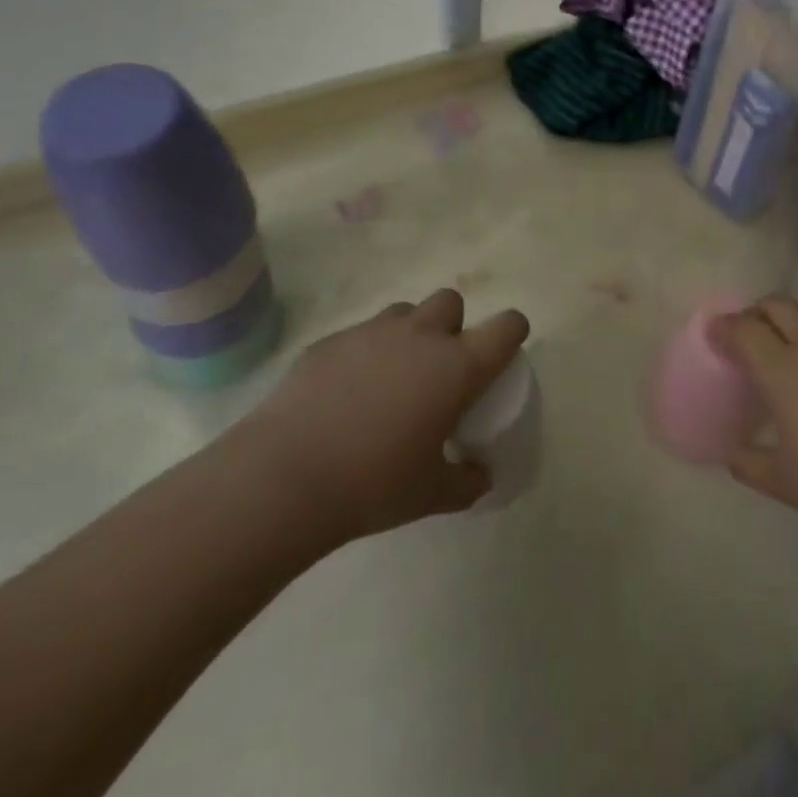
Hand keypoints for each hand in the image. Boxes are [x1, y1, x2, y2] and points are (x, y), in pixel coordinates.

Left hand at [230, 290, 529, 548]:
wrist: (285, 476)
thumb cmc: (373, 484)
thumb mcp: (431, 494)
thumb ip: (466, 482)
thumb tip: (481, 476)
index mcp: (457, 366)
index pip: (505, 327)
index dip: (512, 331)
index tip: (505, 349)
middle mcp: (420, 336)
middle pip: (451, 302)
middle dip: (452, 325)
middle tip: (438, 367)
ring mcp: (372, 333)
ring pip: (404, 312)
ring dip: (408, 334)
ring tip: (391, 377)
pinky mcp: (331, 341)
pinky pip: (360, 334)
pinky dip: (364, 354)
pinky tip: (345, 393)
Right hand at [717, 297, 797, 551]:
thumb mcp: (782, 481)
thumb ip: (748, 462)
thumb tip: (731, 454)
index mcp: (782, 369)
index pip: (744, 329)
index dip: (723, 327)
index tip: (713, 335)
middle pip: (777, 304)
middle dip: (755, 311)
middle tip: (746, 336)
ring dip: (789, 315)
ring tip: (783, 342)